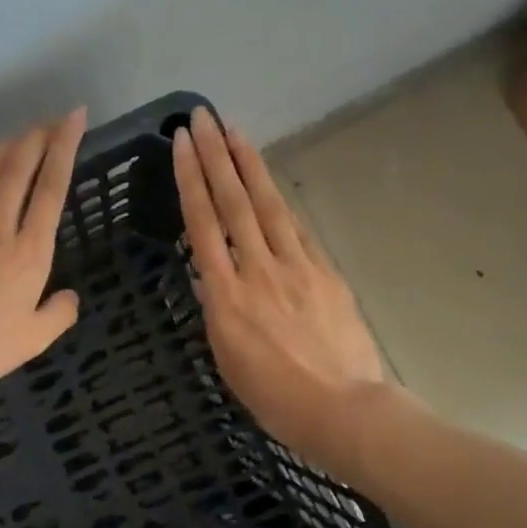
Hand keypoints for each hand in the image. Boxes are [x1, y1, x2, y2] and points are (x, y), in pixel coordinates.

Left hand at [0, 109, 86, 400]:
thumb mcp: (34, 341)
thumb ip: (58, 315)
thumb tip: (69, 297)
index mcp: (28, 254)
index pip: (51, 191)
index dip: (65, 149)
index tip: (74, 119)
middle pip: (17, 172)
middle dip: (36, 138)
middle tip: (51, 118)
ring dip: (2, 150)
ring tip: (18, 134)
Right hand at [173, 106, 400, 475]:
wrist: (344, 409)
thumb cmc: (275, 398)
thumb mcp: (227, 358)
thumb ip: (217, 311)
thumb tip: (210, 278)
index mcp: (226, 296)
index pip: (202, 225)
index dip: (191, 180)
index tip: (182, 145)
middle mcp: (257, 270)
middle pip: (234, 203)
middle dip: (216, 157)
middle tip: (202, 118)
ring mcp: (296, 267)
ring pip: (268, 206)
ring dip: (249, 165)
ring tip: (234, 131)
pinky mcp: (325, 272)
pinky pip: (296, 229)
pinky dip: (280, 201)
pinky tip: (269, 182)